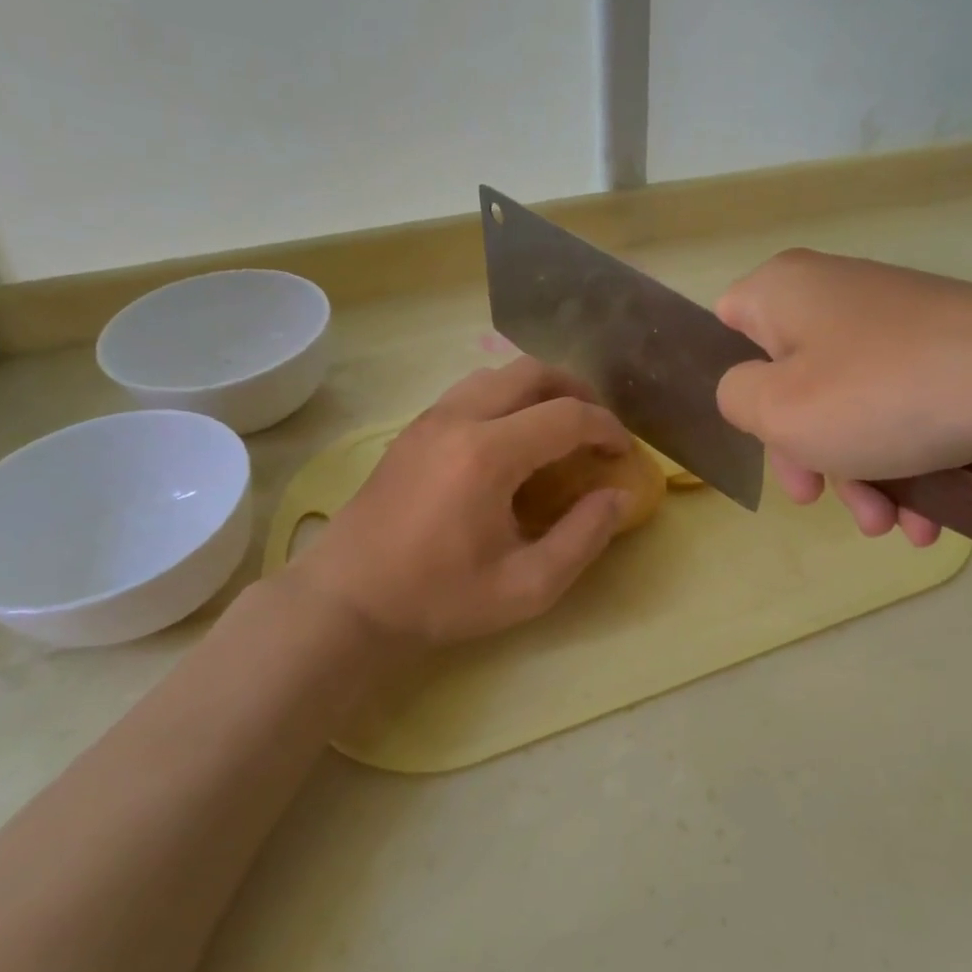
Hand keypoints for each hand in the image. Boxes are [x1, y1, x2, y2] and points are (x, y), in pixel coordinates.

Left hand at [292, 358, 631, 647]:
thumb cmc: (438, 598)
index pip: (567, 416)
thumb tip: (617, 497)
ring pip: (497, 374)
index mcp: (488, 454)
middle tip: (596, 429)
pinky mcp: (412, 430)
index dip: (607, 429)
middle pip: (532, 372)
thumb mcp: (526, 587)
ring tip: (558, 428)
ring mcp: (429, 419)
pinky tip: (512, 440)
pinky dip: (506, 399)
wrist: (348, 600)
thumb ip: (583, 538)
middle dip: (577, 392)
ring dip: (538, 390)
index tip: (624, 455)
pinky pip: (470, 391)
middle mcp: (458, 419)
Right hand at [715, 250, 971, 544]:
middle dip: (805, 453)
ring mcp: (896, 323)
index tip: (758, 435)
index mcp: (786, 290)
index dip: (736, 386)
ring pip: (848, 406)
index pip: (727, 326)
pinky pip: (898, 409)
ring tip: (888, 524)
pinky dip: (902, 462)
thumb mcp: (778, 409)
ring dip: (859, 475)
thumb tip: (750, 391)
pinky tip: (925, 516)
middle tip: (817, 499)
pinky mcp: (943, 352)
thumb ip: (735, 398)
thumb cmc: (881, 394)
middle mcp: (837, 295)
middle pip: (790, 381)